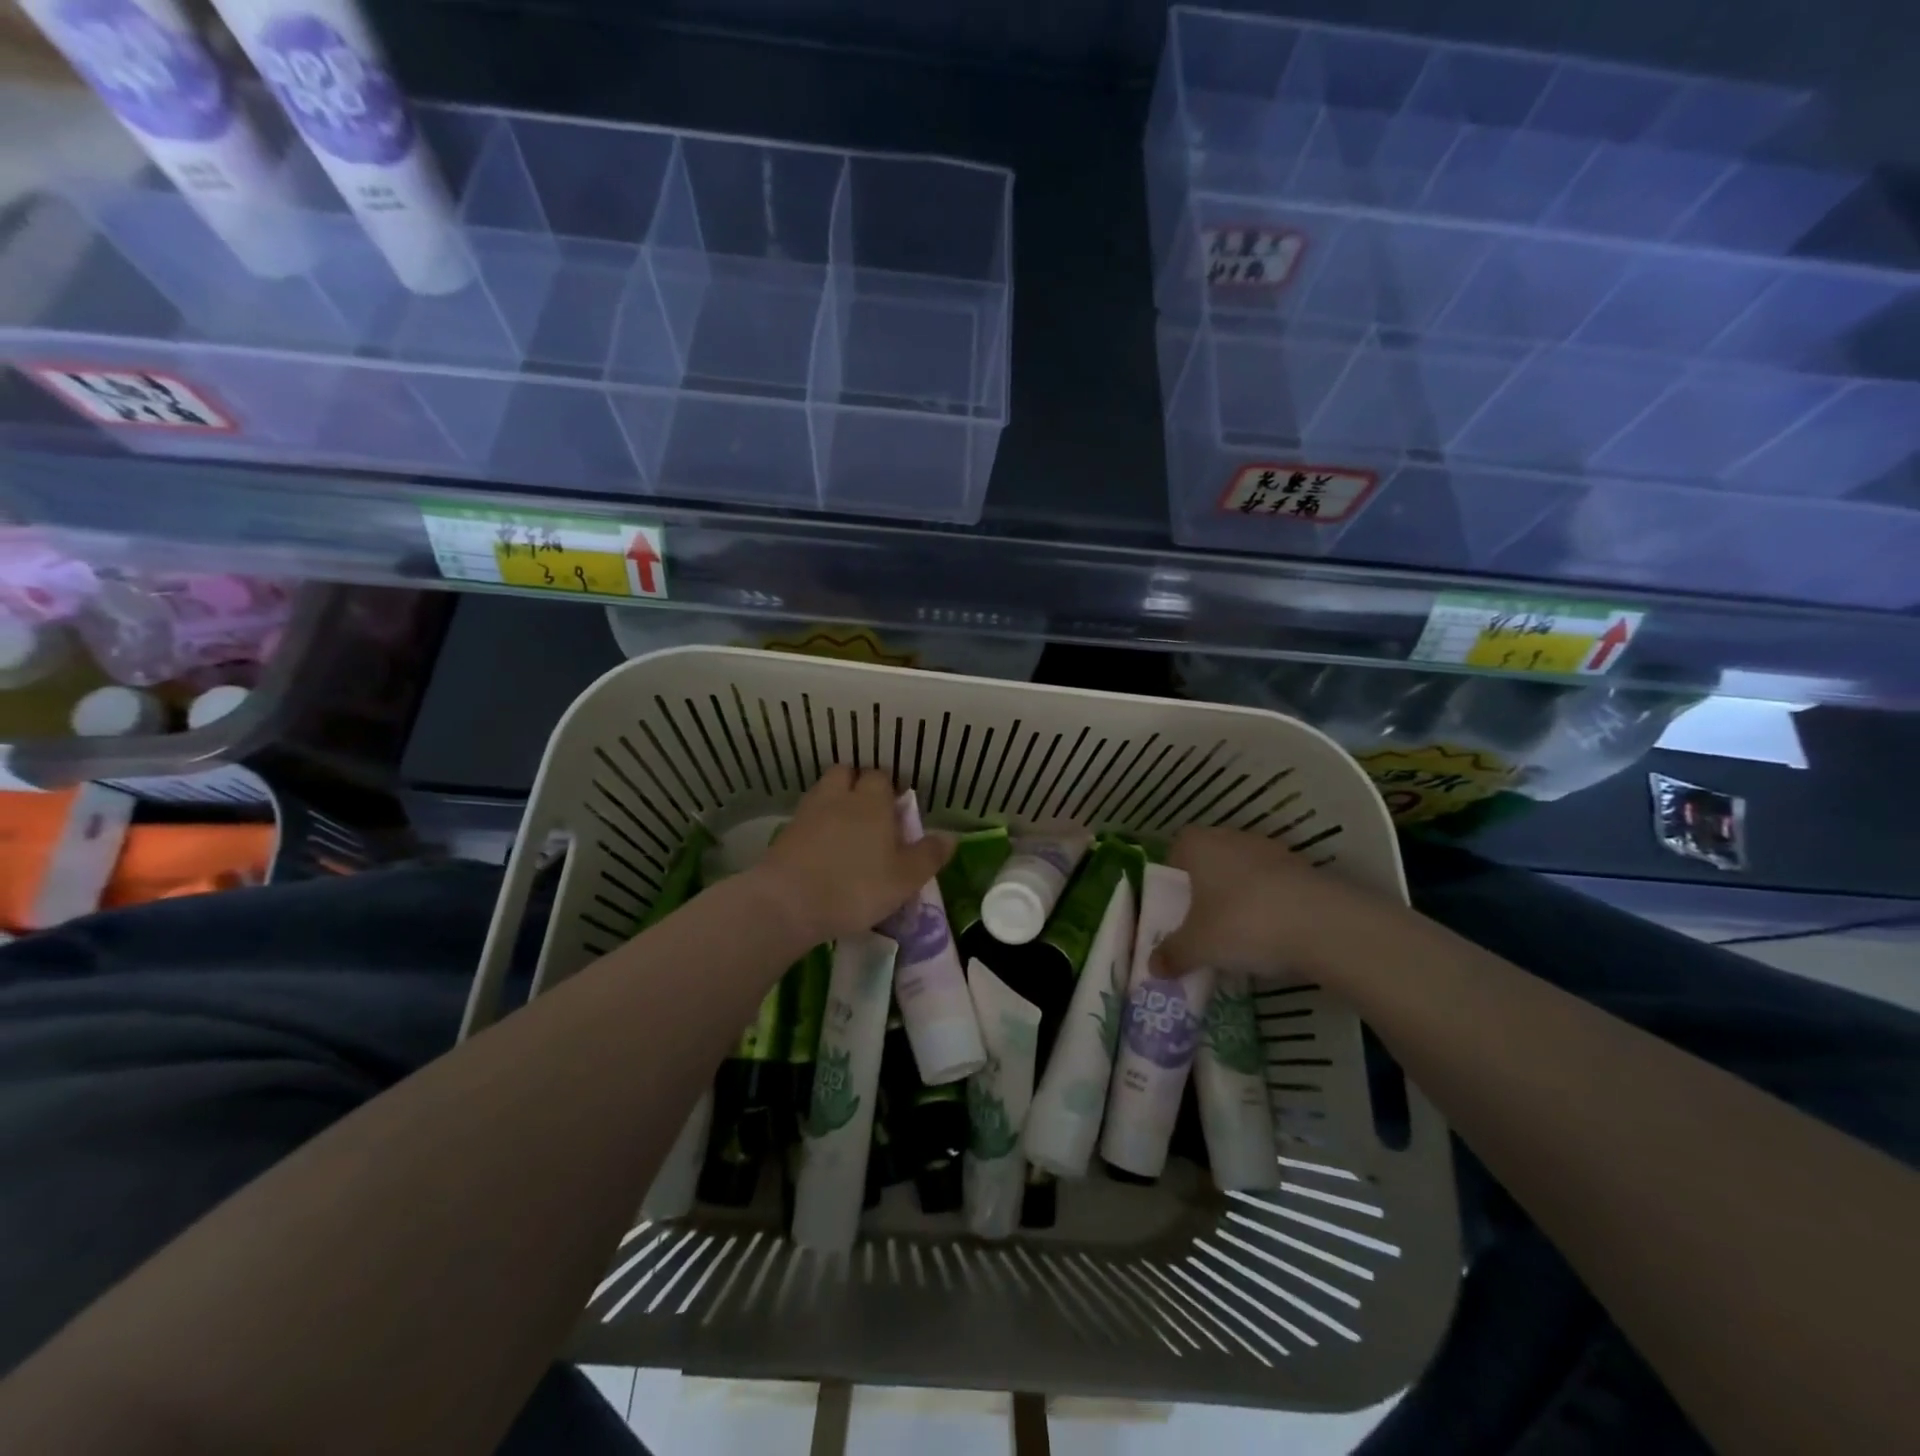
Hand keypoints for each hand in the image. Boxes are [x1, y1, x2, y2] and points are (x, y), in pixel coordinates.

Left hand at [751, 766, 951, 946]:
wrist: (788, 903)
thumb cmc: (856, 887)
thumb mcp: (905, 878)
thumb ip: (929, 855)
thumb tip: (950, 837)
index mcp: (871, 801)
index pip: (880, 777)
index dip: (889, 790)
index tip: (895, 811)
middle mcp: (838, 797)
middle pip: (846, 774)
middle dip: (857, 786)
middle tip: (869, 814)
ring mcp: (807, 813)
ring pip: (823, 793)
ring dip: (834, 804)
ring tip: (844, 832)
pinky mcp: (785, 833)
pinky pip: (806, 819)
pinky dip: (814, 827)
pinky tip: (821, 850)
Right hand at [1156, 826, 1372, 980]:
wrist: (1322, 925)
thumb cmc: (1242, 922)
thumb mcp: (1198, 947)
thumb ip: (1173, 954)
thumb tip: (1153, 967)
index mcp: (1199, 844)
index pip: (1177, 849)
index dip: (1174, 875)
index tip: (1176, 905)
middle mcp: (1232, 838)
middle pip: (1211, 860)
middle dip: (1207, 889)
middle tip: (1204, 923)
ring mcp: (1272, 851)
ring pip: (1245, 873)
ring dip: (1240, 897)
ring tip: (1240, 935)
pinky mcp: (1304, 870)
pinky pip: (1275, 887)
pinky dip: (1271, 906)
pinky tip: (1274, 936)